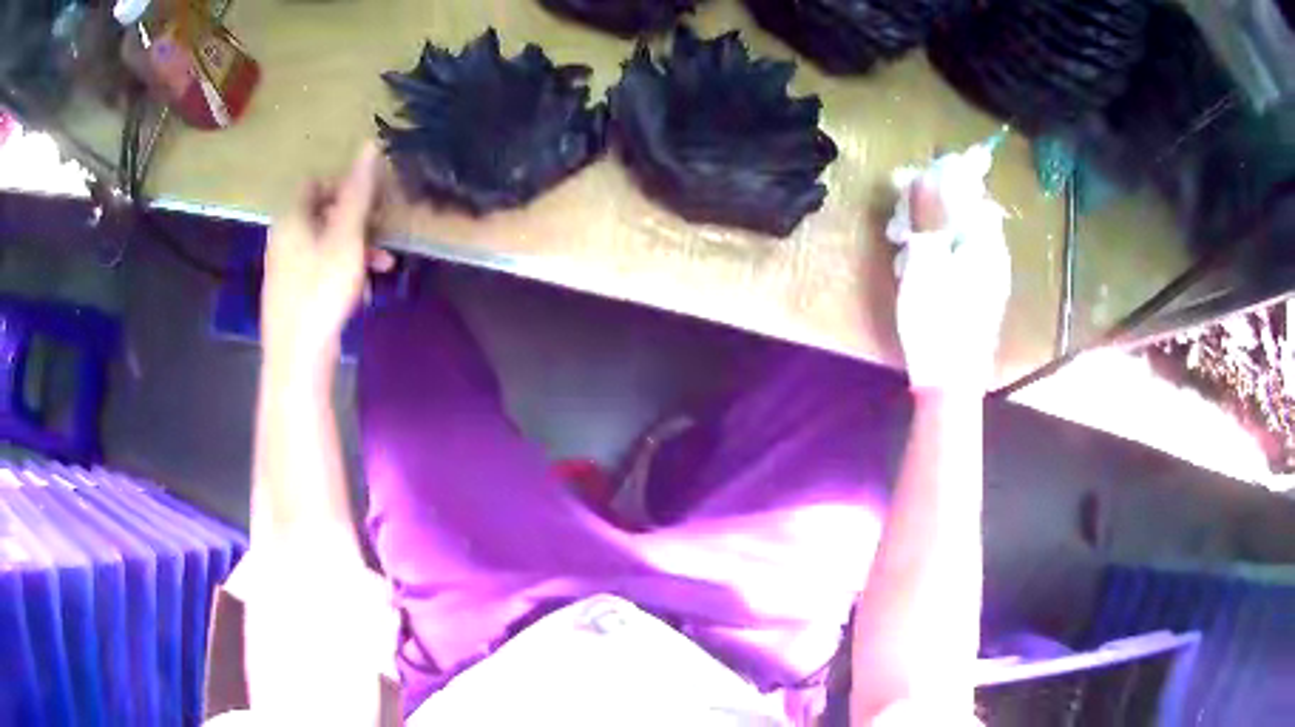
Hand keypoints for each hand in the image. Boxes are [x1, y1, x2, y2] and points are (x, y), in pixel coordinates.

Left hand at [261, 143, 392, 370]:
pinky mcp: (291, 294)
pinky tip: (363, 290)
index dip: (344, 185)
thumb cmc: (320, 292)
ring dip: (355, 247)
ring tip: (383, 266)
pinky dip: (341, 270)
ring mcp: (285, 268)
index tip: (372, 201)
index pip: (315, 183)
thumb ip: (357, 193)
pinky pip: (318, 268)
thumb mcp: (346, 238)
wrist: (296, 358)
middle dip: (356, 220)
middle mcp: (282, 238)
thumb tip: (368, 145)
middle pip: (321, 213)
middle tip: (383, 233)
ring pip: (323, 243)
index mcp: (291, 219)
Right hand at [895, 177, 1009, 392]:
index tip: (905, 183)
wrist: (950, 381)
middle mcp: (992, 251)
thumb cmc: (937, 317)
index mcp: (985, 238)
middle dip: (927, 207)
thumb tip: (926, 173)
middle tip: (896, 225)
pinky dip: (935, 253)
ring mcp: (988, 274)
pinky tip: (915, 271)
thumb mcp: (926, 258)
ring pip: (956, 233)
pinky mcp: (979, 294)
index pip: (967, 187)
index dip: (936, 177)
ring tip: (900, 249)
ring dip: (926, 231)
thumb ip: (928, 212)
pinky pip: (957, 257)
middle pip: (962, 209)